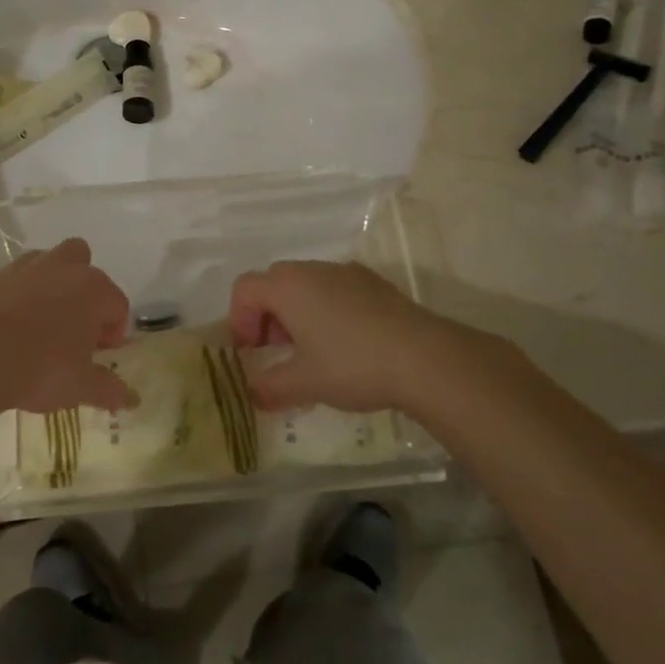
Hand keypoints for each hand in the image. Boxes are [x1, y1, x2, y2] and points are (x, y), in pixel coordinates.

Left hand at [0, 239, 135, 416]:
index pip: (118, 306)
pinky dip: (23, 294)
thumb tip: (131, 399)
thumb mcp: (80, 386)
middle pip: (86, 268)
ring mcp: (29, 267)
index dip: (114, 333)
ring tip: (44, 325)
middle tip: (76, 331)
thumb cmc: (39, 369)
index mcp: (94, 290)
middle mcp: (65, 268)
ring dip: (55, 286)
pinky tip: (14, 325)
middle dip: (86, 294)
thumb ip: (109, 389)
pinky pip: (20, 278)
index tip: (100, 355)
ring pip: (51, 265)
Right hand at [229, 261, 494, 413]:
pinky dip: (327, 310)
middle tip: (277, 352)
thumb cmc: (353, 365)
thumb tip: (251, 394)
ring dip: (297, 313)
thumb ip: (269, 387)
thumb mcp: (305, 382)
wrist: (425, 358)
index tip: (251, 353)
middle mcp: (313, 270)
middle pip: (273, 282)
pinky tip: (346, 345)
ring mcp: (346, 272)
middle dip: (267, 316)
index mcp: (288, 286)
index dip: (239, 320)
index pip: (244, 289)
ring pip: (306, 285)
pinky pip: (335, 289)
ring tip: (312, 352)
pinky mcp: (374, 283)